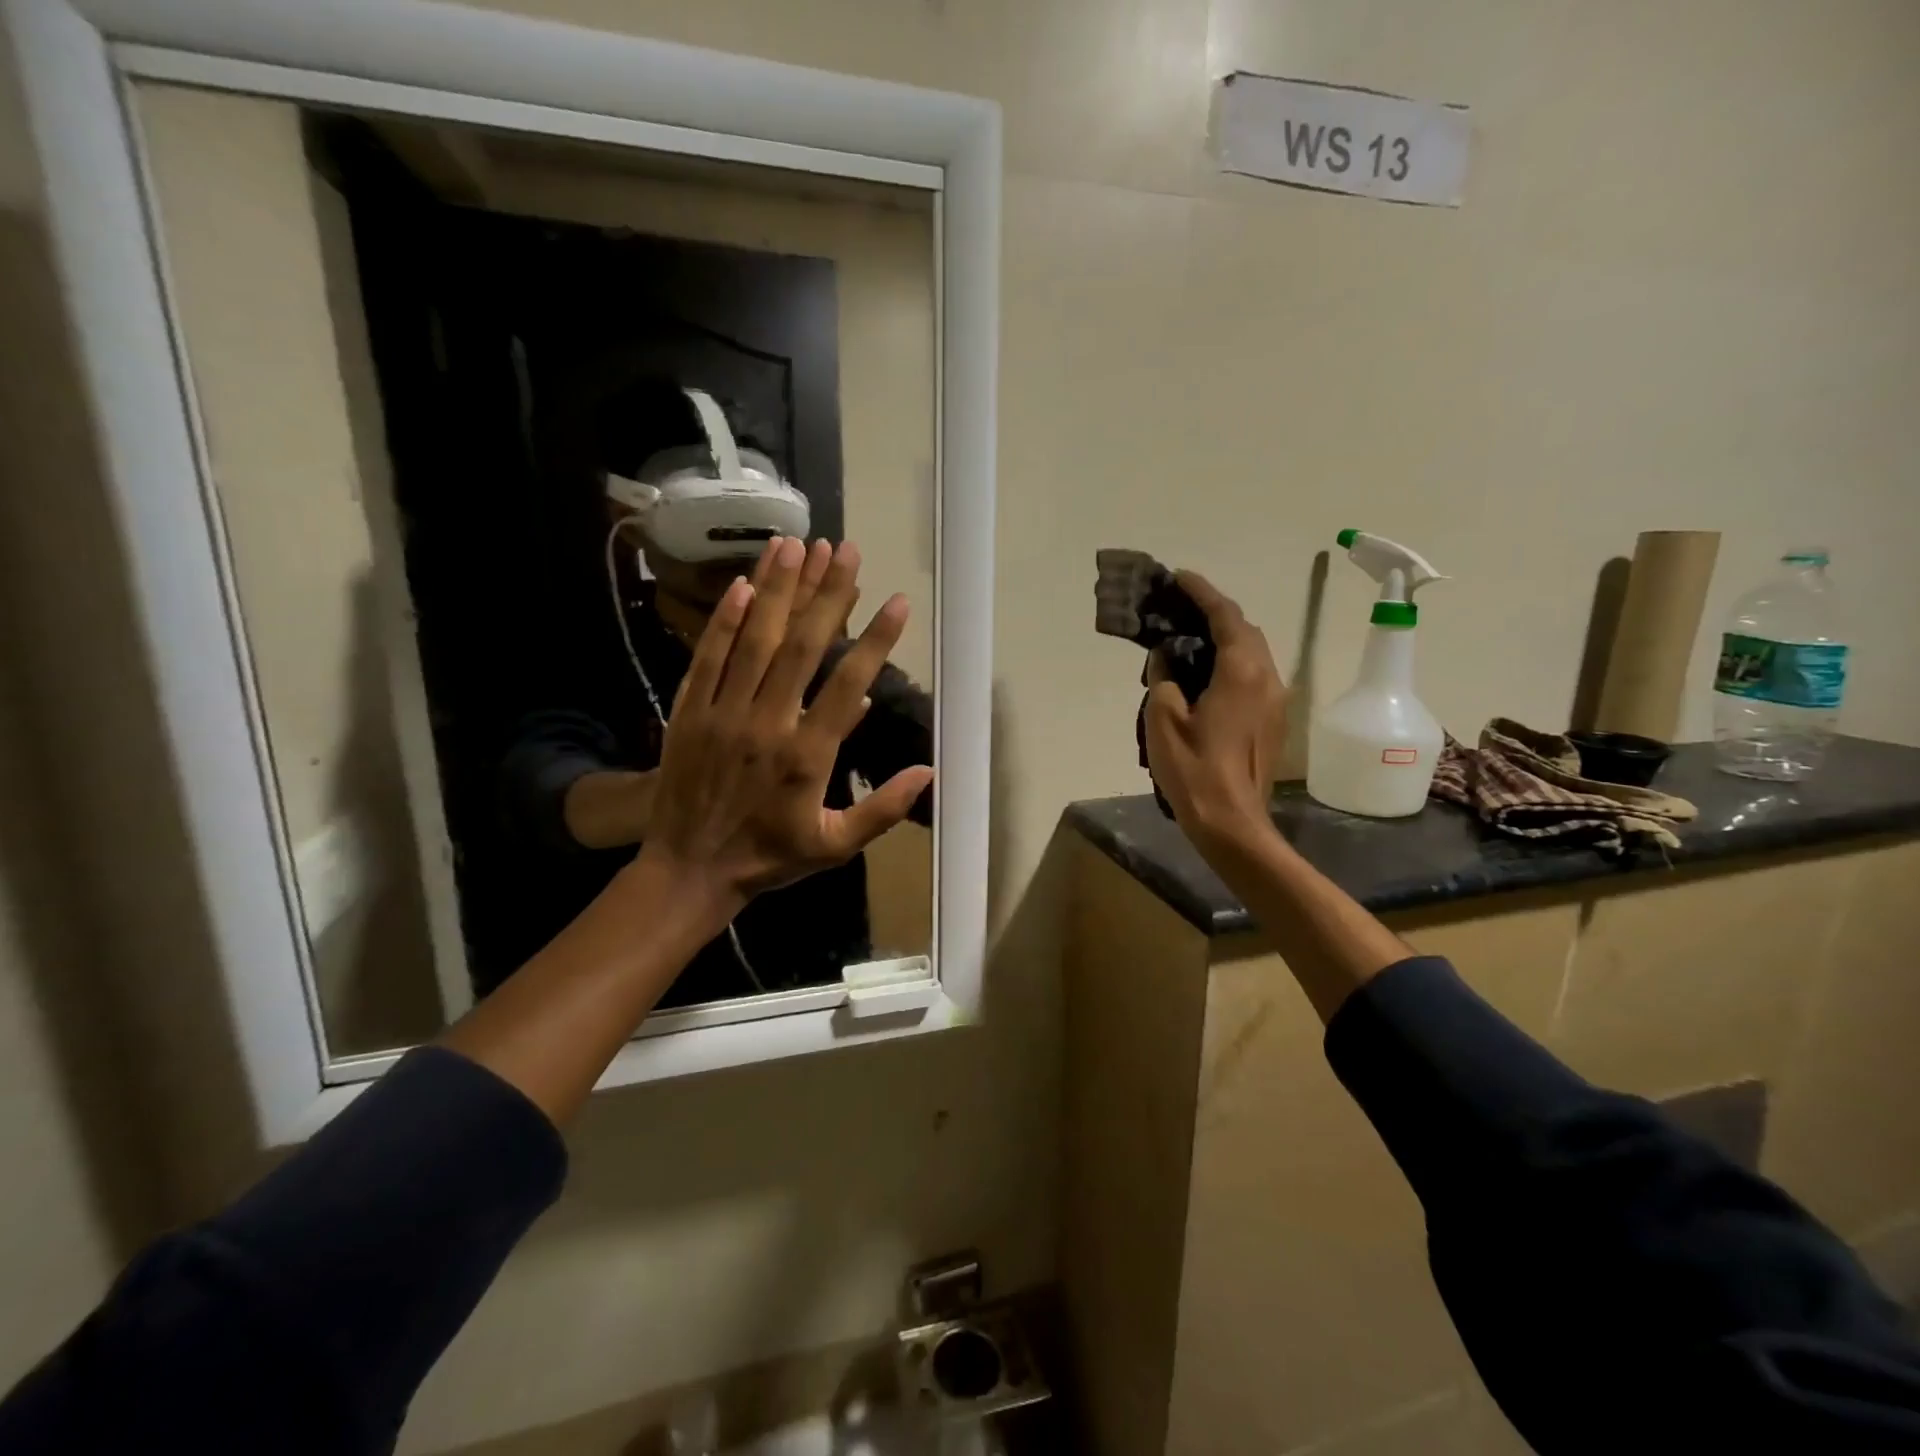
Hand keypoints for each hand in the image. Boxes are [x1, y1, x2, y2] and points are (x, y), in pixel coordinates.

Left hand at [640, 536, 934, 915]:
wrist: (688, 871)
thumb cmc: (768, 858)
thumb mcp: (834, 846)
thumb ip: (881, 810)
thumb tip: (928, 771)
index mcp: (807, 756)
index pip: (847, 685)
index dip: (875, 640)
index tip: (897, 601)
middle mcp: (766, 724)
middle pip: (800, 646)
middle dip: (827, 594)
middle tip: (845, 548)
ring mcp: (722, 713)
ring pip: (753, 640)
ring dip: (776, 589)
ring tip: (795, 544)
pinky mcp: (689, 711)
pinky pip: (708, 657)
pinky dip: (724, 620)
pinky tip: (740, 584)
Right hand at [1144, 571, 1287, 854]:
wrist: (1232, 823)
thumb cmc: (1194, 770)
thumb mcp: (1163, 719)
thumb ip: (1164, 677)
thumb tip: (1166, 659)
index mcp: (1242, 672)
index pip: (1226, 616)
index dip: (1202, 593)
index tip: (1179, 577)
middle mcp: (1268, 678)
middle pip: (1245, 630)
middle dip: (1214, 613)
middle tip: (1179, 608)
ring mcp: (1275, 701)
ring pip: (1252, 653)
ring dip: (1224, 638)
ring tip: (1188, 637)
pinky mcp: (1273, 720)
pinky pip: (1253, 675)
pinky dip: (1231, 661)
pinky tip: (1204, 674)